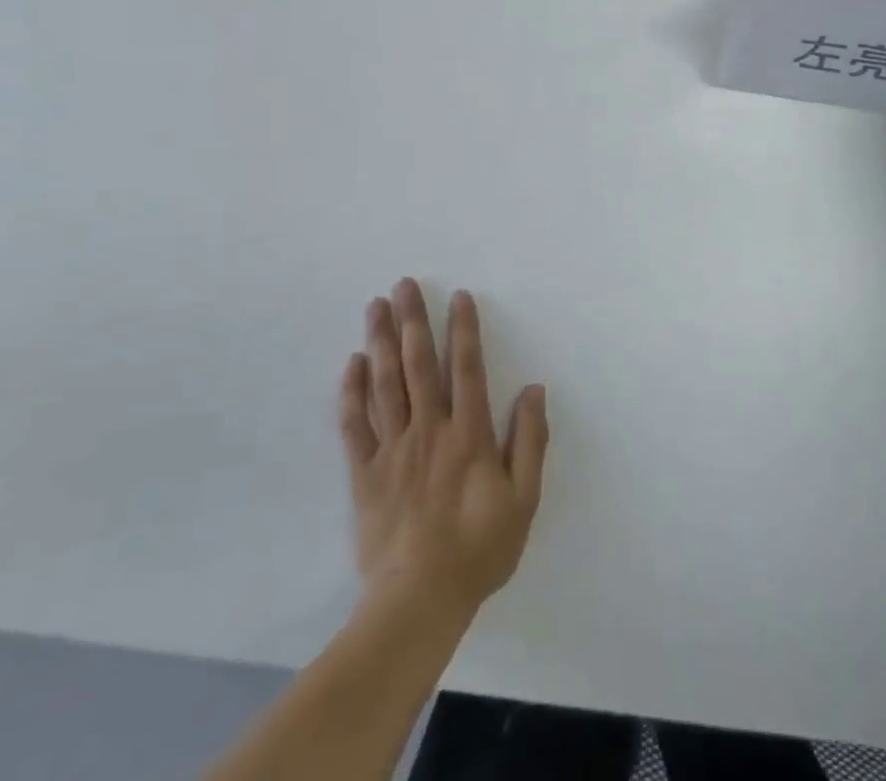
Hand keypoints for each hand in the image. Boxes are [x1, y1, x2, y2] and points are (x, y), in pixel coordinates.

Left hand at [340, 280, 548, 617]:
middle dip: (413, 320)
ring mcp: (393, 449)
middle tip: (404, 284)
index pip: (467, 368)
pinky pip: (354, 425)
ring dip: (380, 341)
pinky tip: (352, 363)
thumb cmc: (479, 549)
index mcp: (469, 434)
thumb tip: (533, 390)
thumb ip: (530, 442)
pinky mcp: (365, 473)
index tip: (459, 296)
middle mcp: (429, 430)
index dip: (464, 329)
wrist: (418, 602)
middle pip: (419, 364)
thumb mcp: (523, 499)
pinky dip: (352, 392)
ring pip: (385, 384)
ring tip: (376, 306)